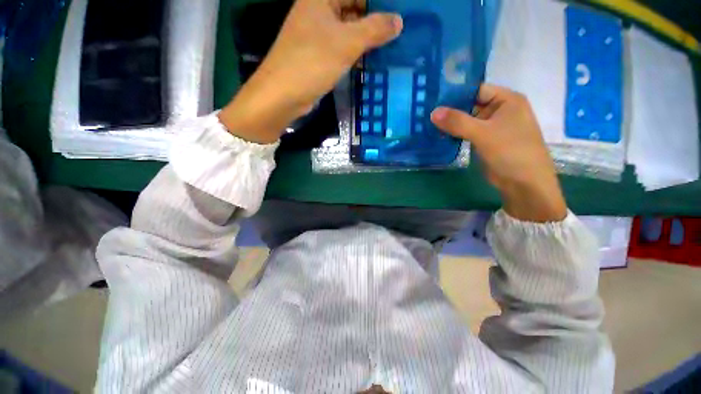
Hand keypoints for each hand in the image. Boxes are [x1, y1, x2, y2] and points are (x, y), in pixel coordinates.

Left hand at [219, 0, 402, 143]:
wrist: (283, 95)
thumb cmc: (313, 62)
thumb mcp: (346, 43)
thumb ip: (374, 29)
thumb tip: (399, 21)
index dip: (376, 3)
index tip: (397, 13)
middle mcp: (317, 12)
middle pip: (351, 8)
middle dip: (373, 19)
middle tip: (396, 31)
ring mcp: (316, 35)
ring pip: (347, 30)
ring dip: (366, 37)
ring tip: (390, 44)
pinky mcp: (317, 56)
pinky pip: (341, 48)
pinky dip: (355, 52)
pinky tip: (370, 59)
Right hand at [431, 84, 566, 222]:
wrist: (524, 184)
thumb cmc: (511, 152)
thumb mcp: (483, 133)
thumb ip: (457, 122)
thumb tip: (433, 112)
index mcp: (506, 100)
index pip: (476, 90)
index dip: (456, 93)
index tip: (433, 97)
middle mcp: (499, 110)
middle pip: (470, 105)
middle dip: (450, 110)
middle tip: (426, 111)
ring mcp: (491, 127)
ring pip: (467, 120)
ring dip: (450, 123)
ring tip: (427, 123)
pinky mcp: (485, 141)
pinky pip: (466, 133)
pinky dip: (454, 134)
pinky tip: (438, 135)